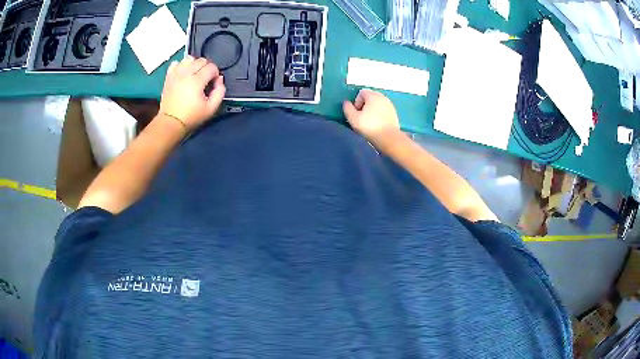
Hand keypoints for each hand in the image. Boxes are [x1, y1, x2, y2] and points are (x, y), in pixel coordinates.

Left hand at [159, 56, 225, 130]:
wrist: (171, 122)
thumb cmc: (191, 117)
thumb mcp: (211, 108)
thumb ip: (220, 92)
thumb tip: (219, 79)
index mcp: (197, 81)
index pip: (212, 67)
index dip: (215, 74)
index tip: (213, 83)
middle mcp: (186, 74)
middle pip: (201, 60)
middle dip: (206, 68)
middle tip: (205, 80)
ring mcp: (176, 74)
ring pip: (189, 59)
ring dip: (194, 64)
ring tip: (194, 74)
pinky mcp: (169, 77)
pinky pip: (176, 63)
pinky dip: (181, 66)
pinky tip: (183, 74)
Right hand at [343, 89, 400, 148]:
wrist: (389, 138)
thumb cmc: (370, 127)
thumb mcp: (353, 118)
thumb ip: (347, 108)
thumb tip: (346, 103)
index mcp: (373, 95)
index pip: (361, 93)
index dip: (356, 102)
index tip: (357, 113)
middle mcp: (382, 97)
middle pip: (370, 97)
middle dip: (364, 106)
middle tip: (362, 118)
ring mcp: (390, 105)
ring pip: (377, 104)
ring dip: (372, 110)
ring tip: (370, 122)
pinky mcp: (394, 113)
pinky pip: (383, 110)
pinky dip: (379, 114)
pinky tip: (378, 124)